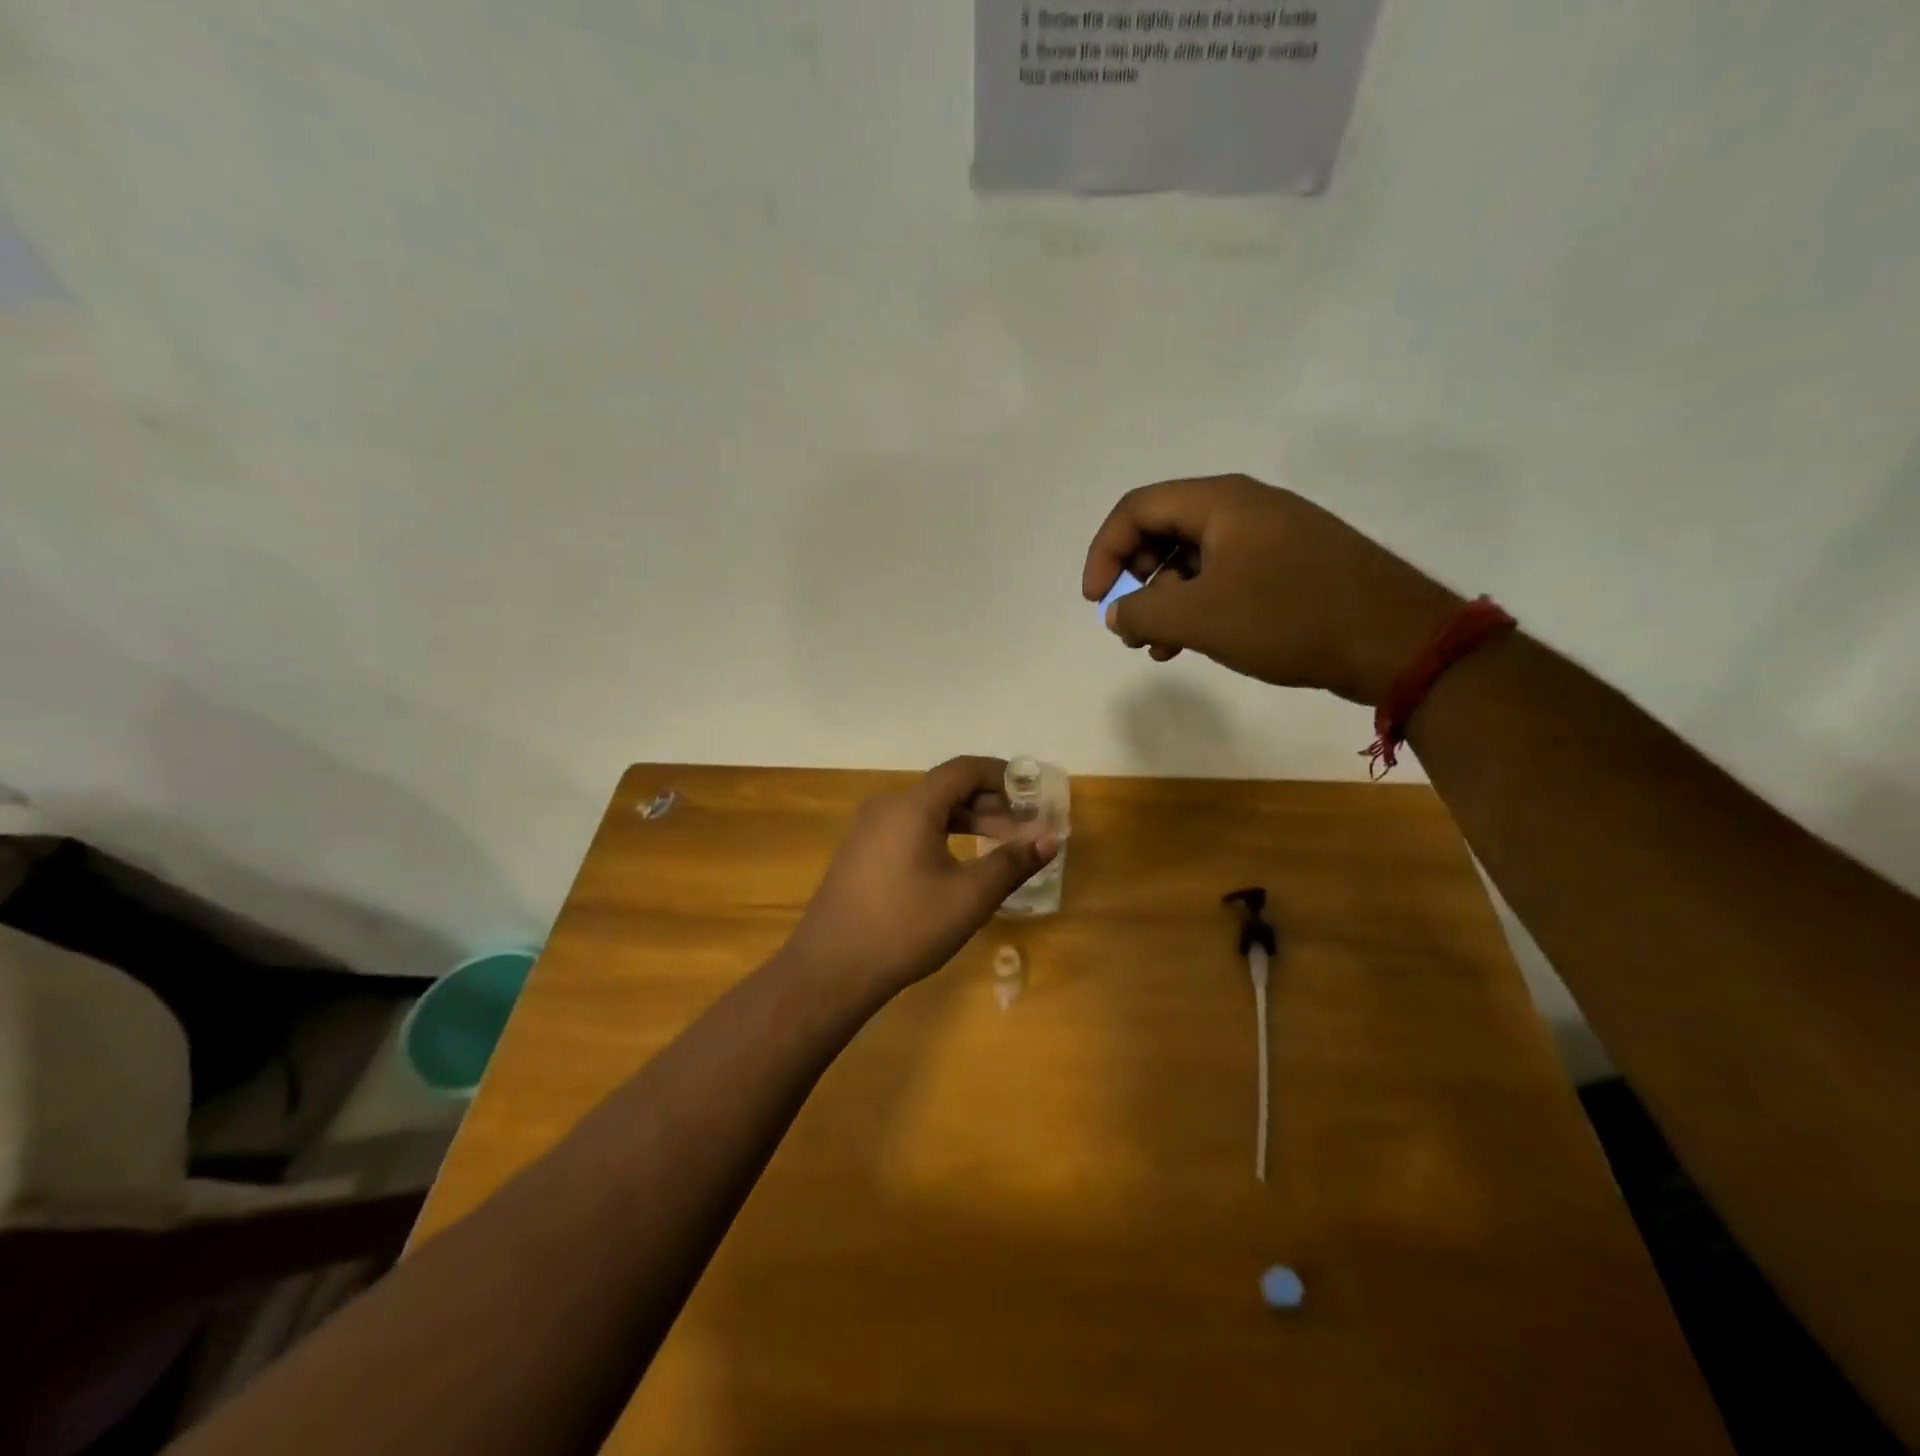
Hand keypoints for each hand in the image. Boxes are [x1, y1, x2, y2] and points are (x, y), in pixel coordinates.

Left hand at [782, 757, 1057, 996]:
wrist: (830, 969)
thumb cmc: (906, 927)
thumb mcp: (969, 897)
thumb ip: (1012, 863)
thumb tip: (1049, 838)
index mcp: (913, 806)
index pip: (964, 769)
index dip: (1002, 775)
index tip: (1032, 795)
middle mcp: (887, 806)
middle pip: (946, 788)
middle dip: (989, 804)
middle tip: (1022, 830)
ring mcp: (868, 829)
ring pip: (927, 810)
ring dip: (966, 821)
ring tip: (998, 848)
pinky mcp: (860, 853)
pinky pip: (908, 828)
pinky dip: (940, 835)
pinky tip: (957, 865)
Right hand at [1082, 474, 1463, 705]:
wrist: (1395, 639)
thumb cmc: (1288, 617)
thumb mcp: (1200, 618)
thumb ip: (1142, 613)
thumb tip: (1117, 612)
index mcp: (1220, 501)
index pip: (1137, 508)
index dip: (1104, 552)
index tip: (1095, 601)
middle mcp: (1244, 507)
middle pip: (1164, 530)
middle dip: (1135, 580)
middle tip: (1130, 627)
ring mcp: (1272, 535)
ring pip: (1194, 559)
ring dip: (1165, 601)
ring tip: (1158, 648)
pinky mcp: (1291, 565)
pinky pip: (1226, 576)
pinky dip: (1199, 606)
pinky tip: (1194, 644)